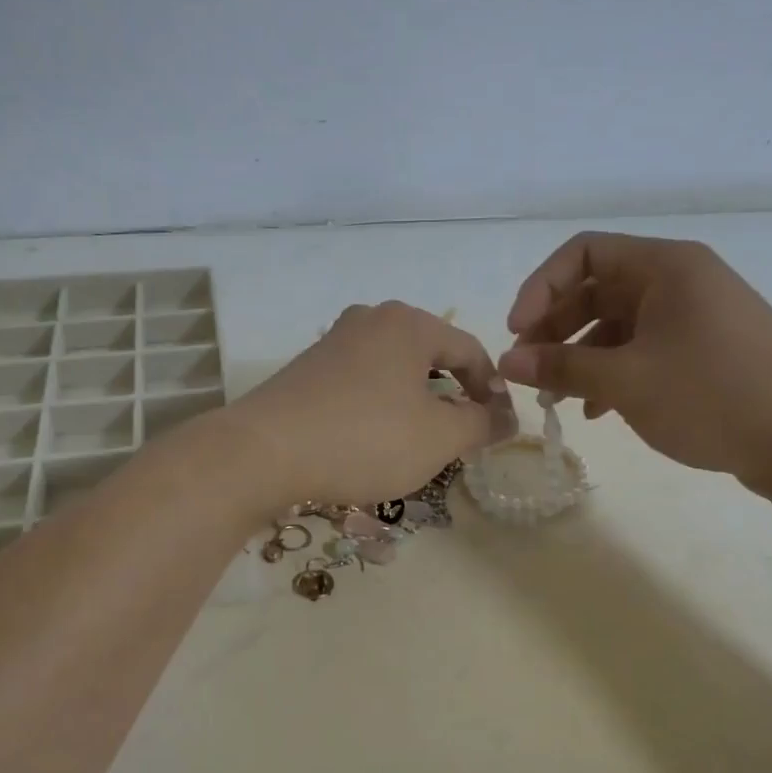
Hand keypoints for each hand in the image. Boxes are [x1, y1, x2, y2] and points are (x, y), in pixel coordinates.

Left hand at [227, 301, 518, 507]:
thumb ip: (481, 424)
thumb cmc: (365, 438)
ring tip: (420, 441)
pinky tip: (373, 439)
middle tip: (462, 436)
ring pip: (394, 370)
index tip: (500, 427)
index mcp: (408, 324)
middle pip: (430, 356)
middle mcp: (370, 319)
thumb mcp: (438, 437)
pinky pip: (362, 382)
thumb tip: (508, 417)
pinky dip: (380, 406)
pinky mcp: (307, 368)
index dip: (493, 389)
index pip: (470, 350)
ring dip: (416, 403)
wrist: (263, 452)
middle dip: (453, 396)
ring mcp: (334, 342)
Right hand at [499, 232, 771, 503]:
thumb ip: (561, 365)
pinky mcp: (708, 351)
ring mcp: (697, 317)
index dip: (540, 288)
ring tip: (557, 397)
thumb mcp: (627, 380)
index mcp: (665, 266)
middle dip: (555, 328)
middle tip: (529, 369)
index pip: (583, 253)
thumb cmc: (714, 396)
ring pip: (618, 324)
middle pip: (597, 289)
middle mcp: (681, 281)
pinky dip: (614, 372)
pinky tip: (598, 410)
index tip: (517, 333)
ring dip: (580, 355)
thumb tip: (507, 360)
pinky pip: (644, 349)